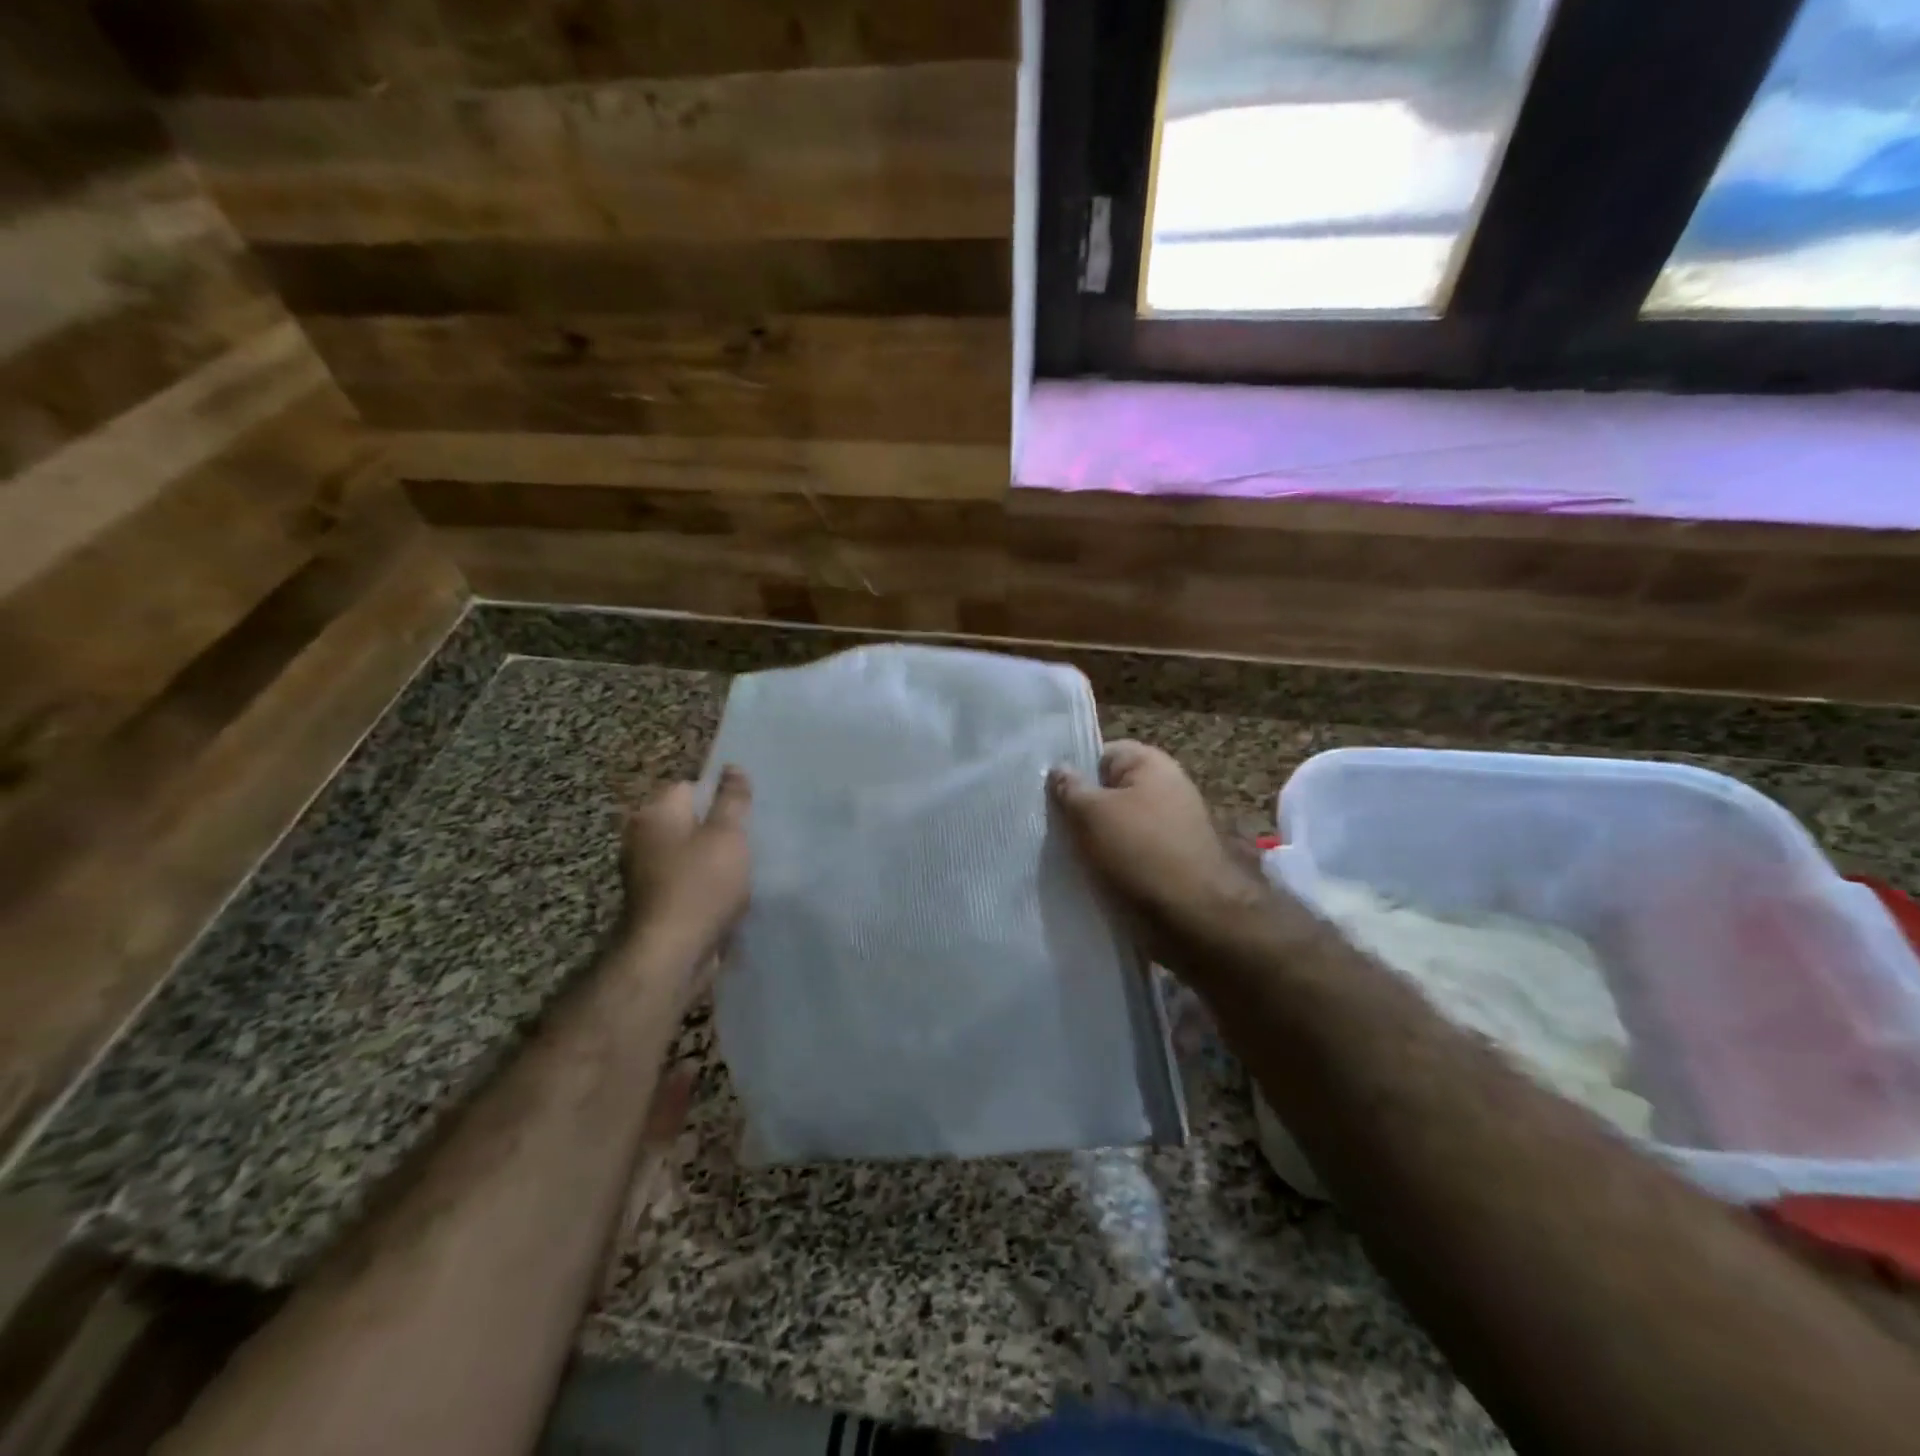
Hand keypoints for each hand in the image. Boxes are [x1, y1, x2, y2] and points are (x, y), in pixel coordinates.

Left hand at [618, 767, 751, 966]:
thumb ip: (733, 799)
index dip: (719, 796)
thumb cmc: (702, 884)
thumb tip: (733, 766)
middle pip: (688, 820)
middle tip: (749, 839)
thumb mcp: (728, 834)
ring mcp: (644, 872)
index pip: (689, 786)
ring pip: (689, 852)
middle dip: (718, 829)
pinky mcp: (655, 902)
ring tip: (744, 867)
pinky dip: (705, 884)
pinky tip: (728, 894)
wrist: (672, 953)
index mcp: (654, 814)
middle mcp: (641, 838)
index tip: (745, 814)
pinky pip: (686, 880)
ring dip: (713, 859)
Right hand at [1050, 741, 1267, 953]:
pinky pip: (1133, 854)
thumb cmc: (1140, 853)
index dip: (1074, 772)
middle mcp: (1167, 788)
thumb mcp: (1091, 814)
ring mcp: (1173, 827)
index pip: (1102, 754)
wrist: (1196, 918)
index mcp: (1151, 764)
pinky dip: (1114, 864)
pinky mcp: (1174, 862)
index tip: (1049, 796)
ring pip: (1119, 826)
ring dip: (1096, 841)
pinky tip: (1093, 879)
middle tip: (1054, 829)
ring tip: (1068, 858)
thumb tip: (1059, 768)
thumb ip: (1070, 788)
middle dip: (1082, 810)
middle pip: (1110, 792)